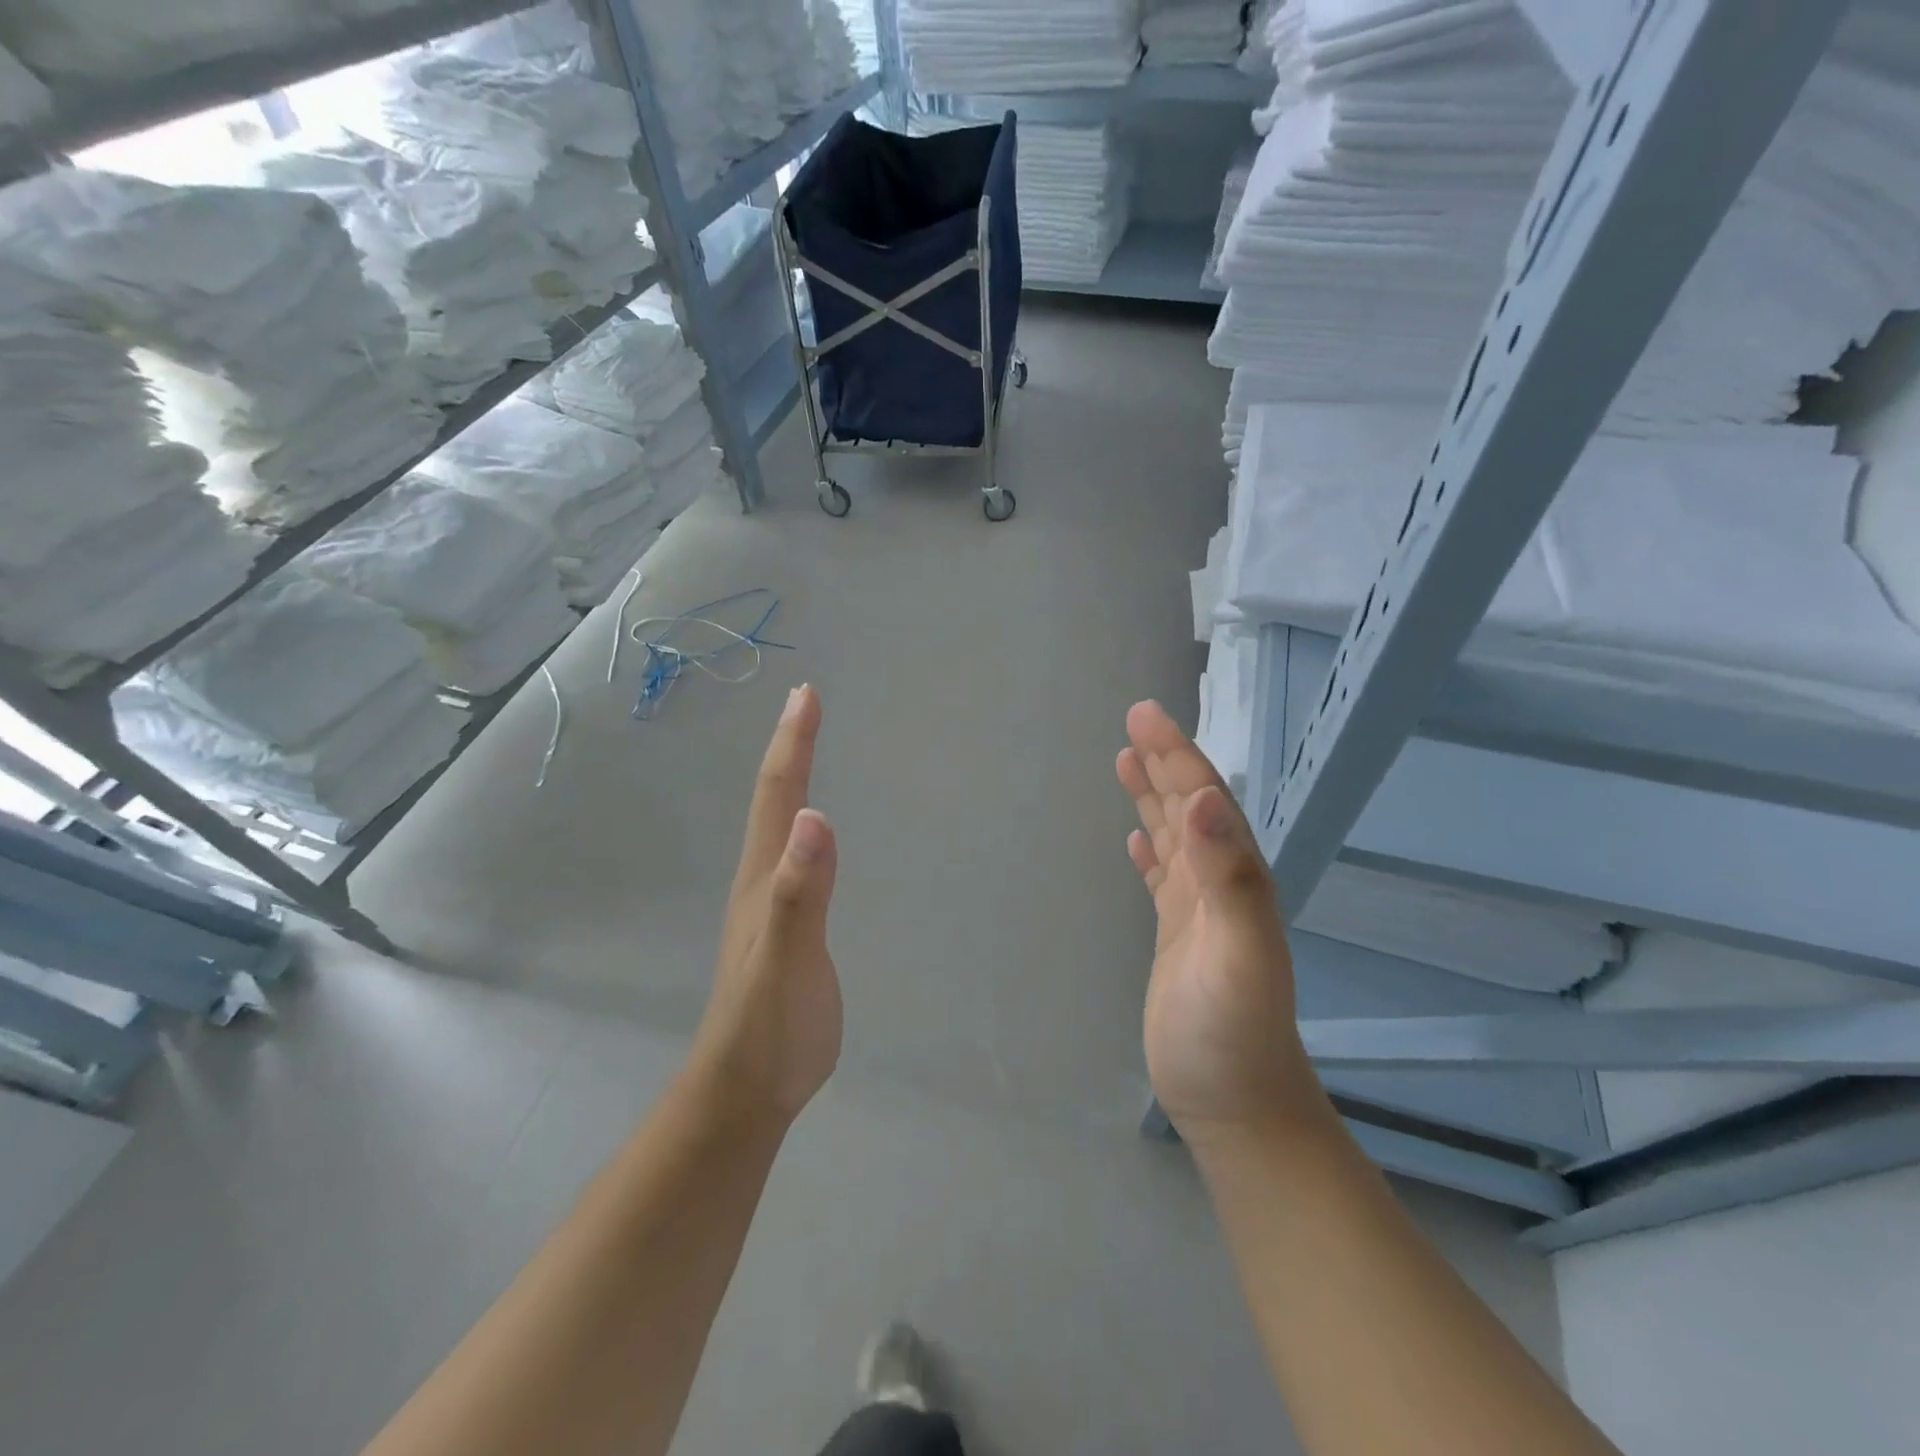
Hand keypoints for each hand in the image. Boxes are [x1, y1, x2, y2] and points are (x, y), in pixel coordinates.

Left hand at [691, 683, 840, 1124]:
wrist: (747, 1090)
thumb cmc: (769, 1026)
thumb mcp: (787, 957)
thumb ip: (799, 890)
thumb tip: (813, 815)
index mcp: (763, 877)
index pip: (777, 796)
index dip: (791, 743)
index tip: (805, 693)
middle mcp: (762, 880)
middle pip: (773, 800)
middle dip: (790, 747)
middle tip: (806, 702)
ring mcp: (771, 905)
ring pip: (778, 826)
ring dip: (791, 780)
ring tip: (805, 749)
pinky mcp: (787, 928)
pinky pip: (794, 858)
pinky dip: (802, 825)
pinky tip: (810, 833)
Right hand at [1116, 701, 1323, 1145]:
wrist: (1237, 1104)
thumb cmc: (1234, 1033)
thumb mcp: (1236, 953)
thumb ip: (1227, 877)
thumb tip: (1205, 801)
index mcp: (1235, 877)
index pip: (1203, 800)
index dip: (1176, 755)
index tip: (1144, 716)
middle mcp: (1220, 884)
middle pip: (1189, 808)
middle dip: (1165, 762)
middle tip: (1135, 721)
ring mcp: (1198, 912)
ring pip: (1175, 837)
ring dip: (1154, 798)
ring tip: (1127, 761)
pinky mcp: (1178, 937)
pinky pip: (1162, 879)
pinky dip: (1150, 851)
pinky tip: (1138, 840)